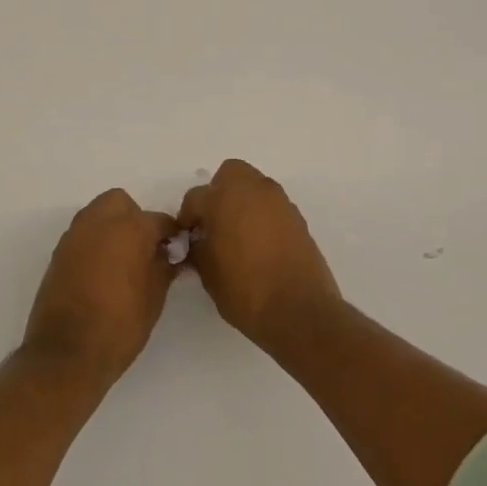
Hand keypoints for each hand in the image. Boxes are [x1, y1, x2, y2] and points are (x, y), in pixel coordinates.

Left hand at [22, 189, 178, 387]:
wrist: (66, 353)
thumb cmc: (119, 326)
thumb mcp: (154, 298)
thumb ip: (164, 267)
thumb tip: (171, 254)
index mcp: (129, 229)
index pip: (159, 220)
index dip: (171, 234)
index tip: (176, 250)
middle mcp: (99, 222)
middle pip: (121, 203)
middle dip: (135, 218)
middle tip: (145, 249)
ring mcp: (75, 235)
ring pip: (98, 214)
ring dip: (113, 226)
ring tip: (123, 260)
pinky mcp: (59, 252)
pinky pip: (82, 234)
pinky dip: (95, 242)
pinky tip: (102, 271)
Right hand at [178, 159, 341, 353]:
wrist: (299, 311)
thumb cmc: (245, 291)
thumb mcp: (208, 273)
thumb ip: (198, 248)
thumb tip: (197, 241)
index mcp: (223, 199)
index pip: (195, 197)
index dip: (187, 217)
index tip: (187, 236)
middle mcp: (252, 190)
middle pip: (229, 174)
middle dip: (218, 192)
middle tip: (214, 222)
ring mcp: (278, 202)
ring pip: (254, 186)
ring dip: (242, 201)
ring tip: (238, 234)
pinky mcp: (297, 217)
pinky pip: (272, 205)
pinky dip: (262, 215)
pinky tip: (259, 244)